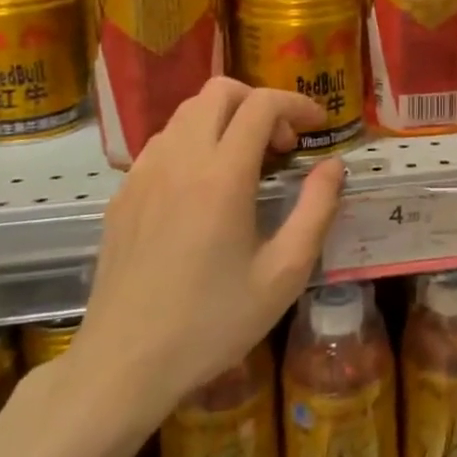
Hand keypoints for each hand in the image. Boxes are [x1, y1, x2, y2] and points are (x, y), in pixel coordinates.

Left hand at [65, 78, 344, 424]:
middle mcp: (179, 159)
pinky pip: (164, 141)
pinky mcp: (123, 193)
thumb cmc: (212, 323)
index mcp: (222, 175)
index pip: (261, 104)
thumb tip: (333, 166)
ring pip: (188, 112)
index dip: (296, 104)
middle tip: (280, 146)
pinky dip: (195, 142)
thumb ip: (316, 210)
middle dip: (259, 102)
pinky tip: (205, 188)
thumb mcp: (284, 274)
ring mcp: (144, 173)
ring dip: (226, 120)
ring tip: (246, 165)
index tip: (317, 126)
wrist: (123, 365)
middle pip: (220, 91)